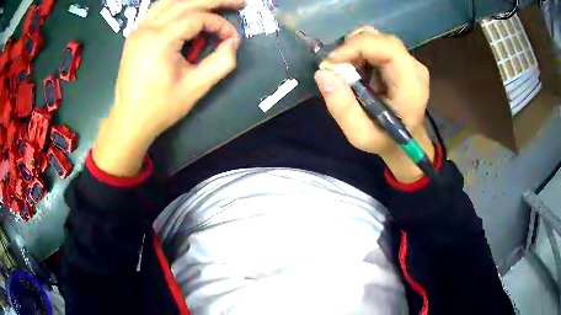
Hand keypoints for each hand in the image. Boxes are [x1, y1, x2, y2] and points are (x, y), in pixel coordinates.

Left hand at [93, 0, 244, 176]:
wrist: (130, 120)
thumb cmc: (160, 107)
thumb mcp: (196, 88)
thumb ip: (221, 63)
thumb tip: (233, 41)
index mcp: (160, 40)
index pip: (197, 18)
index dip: (219, 24)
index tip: (231, 38)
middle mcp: (147, 28)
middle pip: (186, 2)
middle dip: (215, 0)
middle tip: (237, 2)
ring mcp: (138, 30)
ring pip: (170, 2)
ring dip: (195, 0)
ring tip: (215, 3)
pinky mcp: (135, 35)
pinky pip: (158, 10)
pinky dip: (176, 6)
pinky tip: (188, 11)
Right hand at [314, 27, 433, 182]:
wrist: (404, 143)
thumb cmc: (385, 141)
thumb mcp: (360, 135)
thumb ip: (342, 108)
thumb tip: (323, 73)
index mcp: (411, 84)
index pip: (386, 47)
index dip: (355, 47)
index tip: (331, 63)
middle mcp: (414, 67)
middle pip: (380, 39)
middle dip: (352, 48)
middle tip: (337, 69)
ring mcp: (409, 63)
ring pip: (377, 39)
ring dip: (355, 51)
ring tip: (348, 73)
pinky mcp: (402, 62)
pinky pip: (377, 46)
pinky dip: (360, 54)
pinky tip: (357, 72)